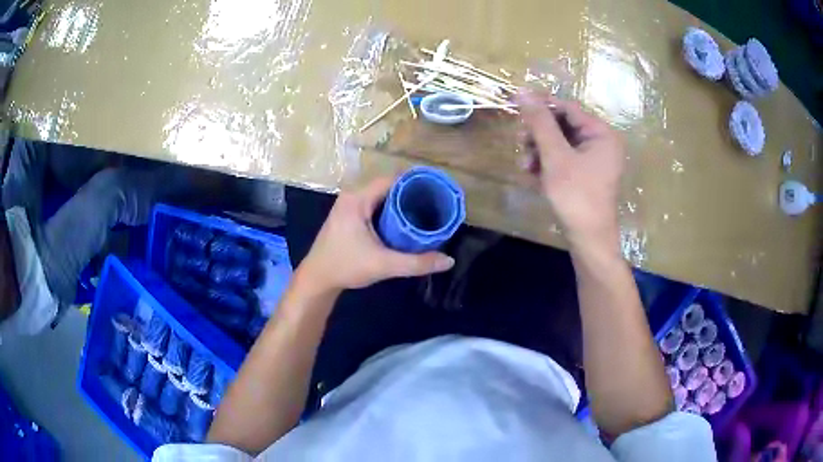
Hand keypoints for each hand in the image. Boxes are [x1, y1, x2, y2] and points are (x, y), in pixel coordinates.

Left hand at [297, 178, 454, 292]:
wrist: (317, 280)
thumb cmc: (346, 267)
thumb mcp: (384, 265)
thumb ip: (417, 263)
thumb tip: (449, 261)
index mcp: (357, 199)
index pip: (392, 180)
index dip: (415, 183)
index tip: (436, 191)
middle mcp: (352, 196)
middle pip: (388, 187)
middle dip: (411, 194)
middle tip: (435, 204)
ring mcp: (349, 206)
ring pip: (381, 197)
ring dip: (401, 203)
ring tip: (425, 212)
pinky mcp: (349, 216)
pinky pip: (375, 206)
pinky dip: (390, 211)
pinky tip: (405, 222)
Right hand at [515, 91, 624, 250]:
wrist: (588, 240)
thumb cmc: (576, 195)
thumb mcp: (555, 156)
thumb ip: (540, 122)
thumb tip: (522, 92)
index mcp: (601, 133)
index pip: (567, 108)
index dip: (540, 105)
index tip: (514, 102)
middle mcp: (601, 142)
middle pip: (562, 125)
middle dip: (539, 134)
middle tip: (520, 142)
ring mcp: (594, 159)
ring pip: (560, 143)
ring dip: (539, 150)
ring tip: (525, 165)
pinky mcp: (586, 174)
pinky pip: (563, 159)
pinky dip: (547, 164)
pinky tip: (533, 174)